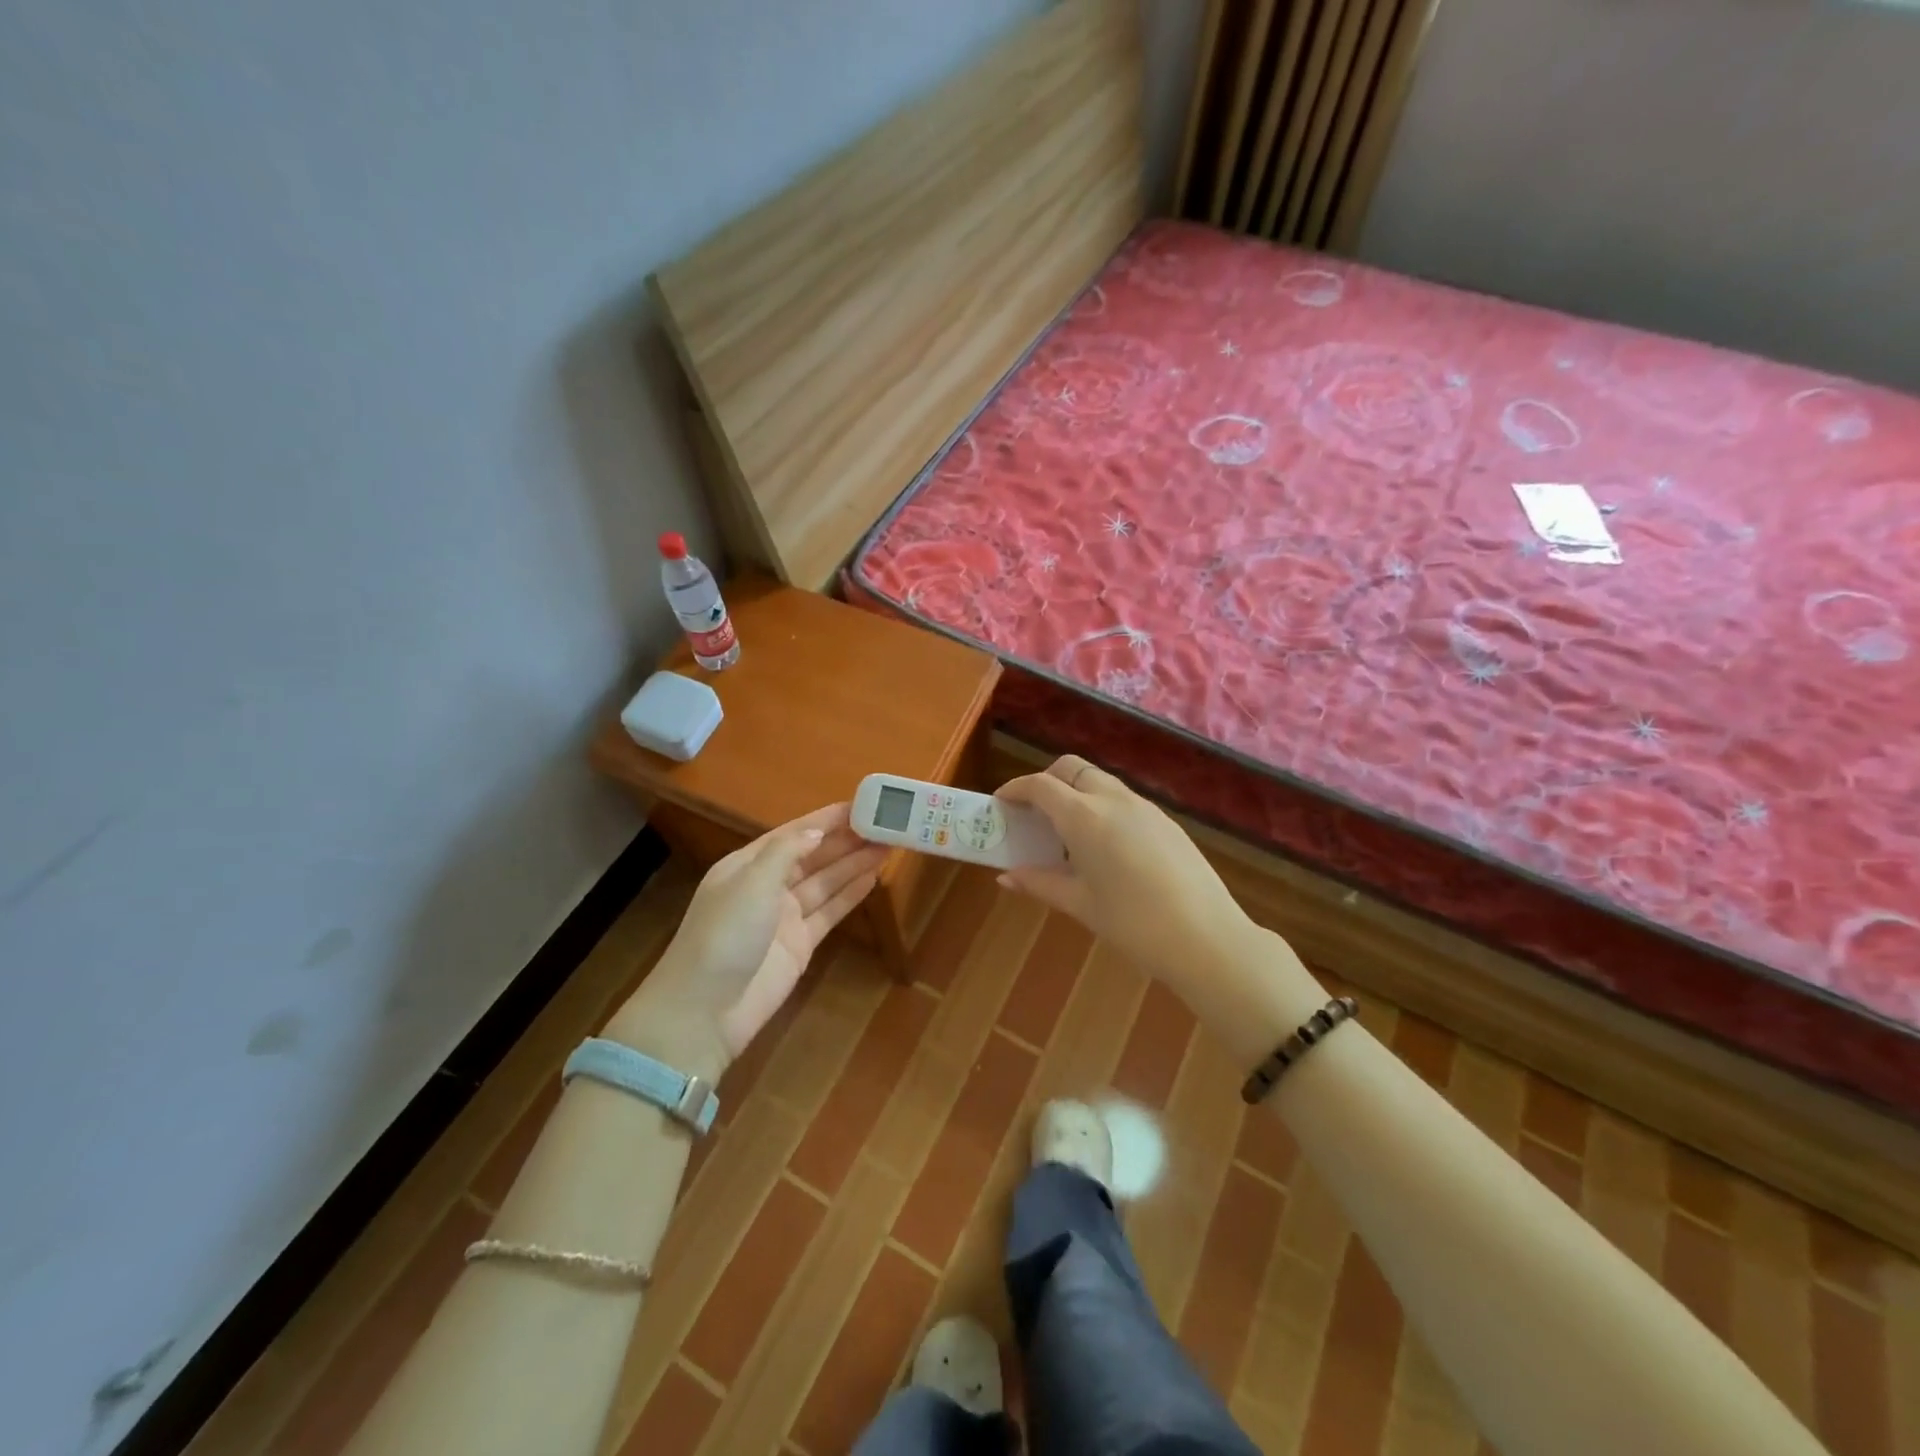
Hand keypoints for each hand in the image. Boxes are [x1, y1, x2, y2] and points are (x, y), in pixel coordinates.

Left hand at [608, 804, 885, 1077]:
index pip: (794, 833)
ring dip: (855, 863)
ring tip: (889, 845)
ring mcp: (785, 917)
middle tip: (886, 824)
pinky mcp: (800, 945)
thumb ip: (786, 852)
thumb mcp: (751, 882)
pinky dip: (851, 895)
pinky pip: (830, 912)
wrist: (705, 1011)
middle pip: (814, 856)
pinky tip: (873, 877)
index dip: (827, 819)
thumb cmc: (724, 935)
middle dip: (847, 840)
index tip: (863, 804)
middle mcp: (767, 886)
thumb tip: (817, 831)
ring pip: (826, 882)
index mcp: (748, 865)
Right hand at [996, 756, 1262, 990]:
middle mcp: (1114, 800)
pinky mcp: (1166, 821)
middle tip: (1033, 813)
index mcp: (1085, 817)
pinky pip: (1123, 800)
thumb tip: (1007, 876)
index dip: (1016, 789)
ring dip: (1076, 793)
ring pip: (1100, 782)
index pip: (1041, 785)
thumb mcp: (1081, 905)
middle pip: (1072, 768)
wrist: (1207, 938)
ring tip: (1066, 834)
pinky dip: (1101, 808)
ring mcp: (1145, 807)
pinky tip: (1104, 847)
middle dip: (1047, 781)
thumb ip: (1041, 883)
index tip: (1001, 803)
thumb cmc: (1133, 924)